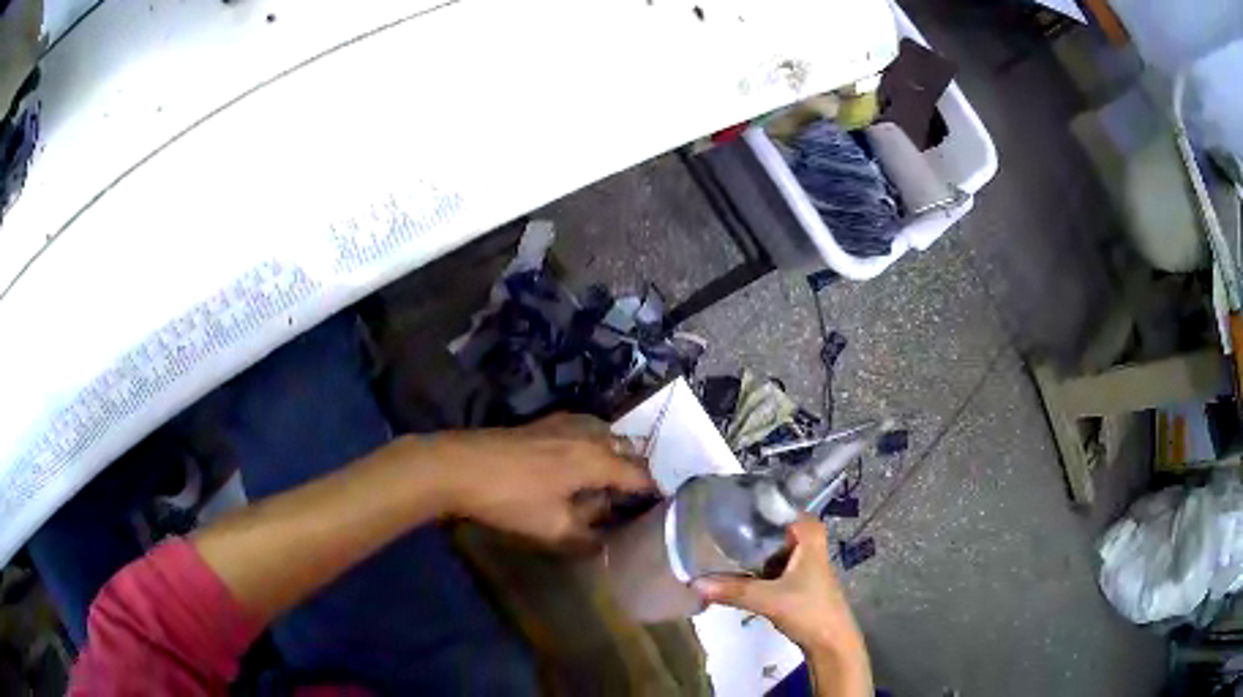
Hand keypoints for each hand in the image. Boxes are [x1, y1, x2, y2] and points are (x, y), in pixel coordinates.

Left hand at [430, 414, 656, 549]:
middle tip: (638, 498)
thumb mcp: (552, 528)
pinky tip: (581, 458)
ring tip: (614, 478)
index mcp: (597, 460)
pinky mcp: (544, 423)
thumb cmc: (511, 499)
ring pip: (607, 434)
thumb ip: (587, 536)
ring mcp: (564, 424)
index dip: (653, 492)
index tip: (663, 508)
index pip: (638, 475)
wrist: (460, 466)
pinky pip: (585, 428)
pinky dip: (595, 442)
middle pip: (627, 449)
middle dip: (638, 471)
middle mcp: (588, 435)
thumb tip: (606, 543)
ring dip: (617, 453)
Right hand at [693, 517, 865, 658]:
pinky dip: (751, 566)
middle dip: (741, 530)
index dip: (748, 507)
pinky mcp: (794, 577)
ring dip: (744, 550)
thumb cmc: (809, 611)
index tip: (719, 505)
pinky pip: (768, 563)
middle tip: (708, 528)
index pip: (775, 506)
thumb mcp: (769, 599)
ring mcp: (801, 559)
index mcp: (808, 532)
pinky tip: (728, 570)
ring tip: (711, 546)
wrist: (830, 641)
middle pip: (768, 527)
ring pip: (767, 547)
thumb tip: (694, 583)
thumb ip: (733, 590)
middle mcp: (806, 539)